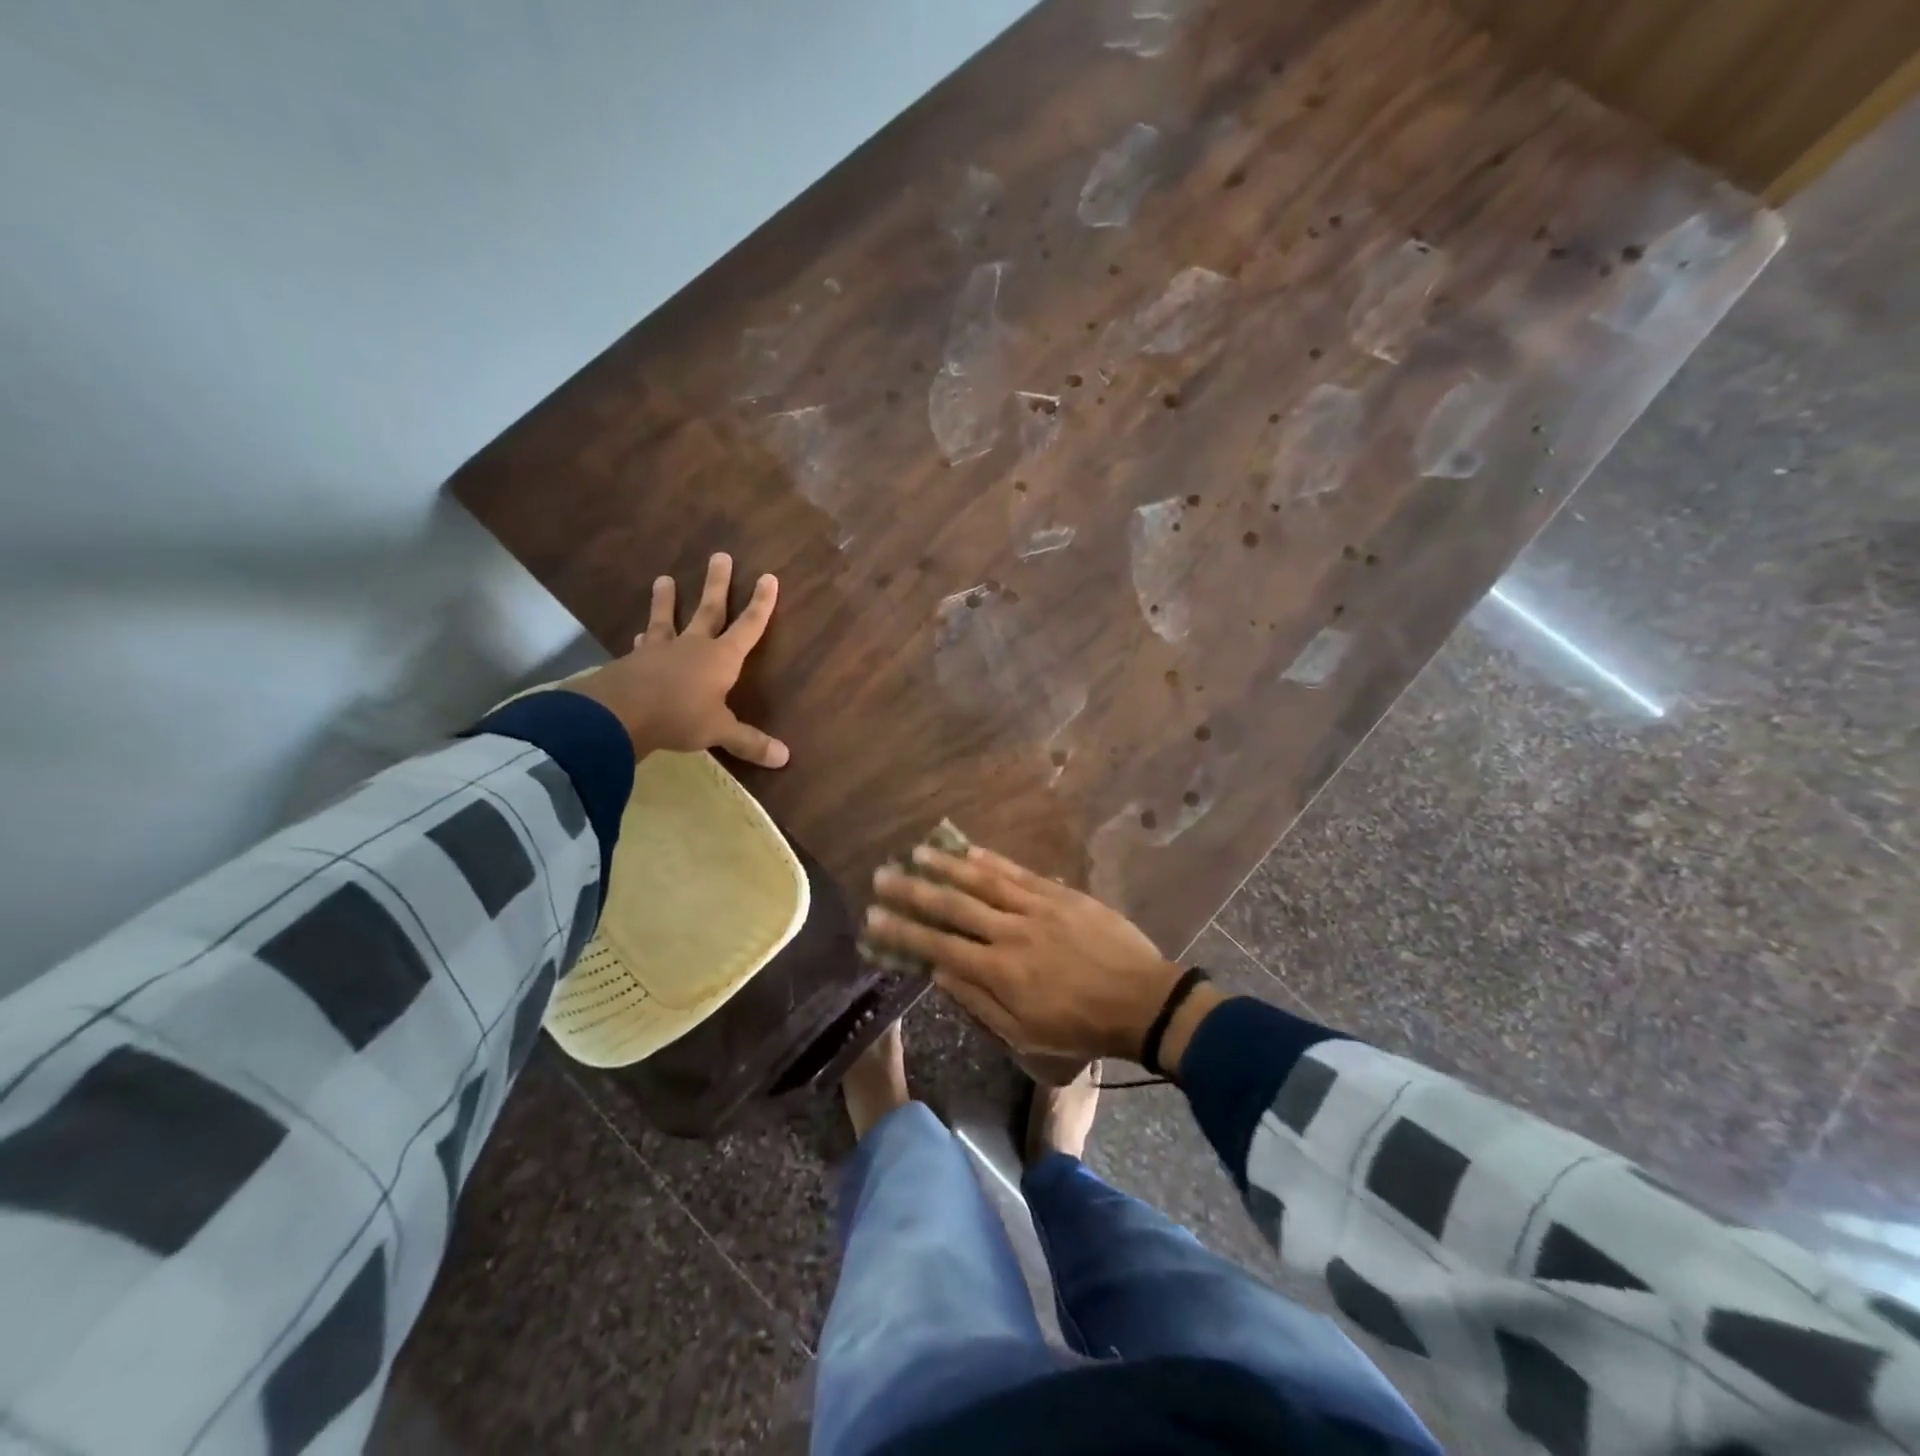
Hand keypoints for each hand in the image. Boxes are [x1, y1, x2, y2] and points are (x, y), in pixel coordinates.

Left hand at [564, 553, 789, 766]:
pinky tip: (638, 635)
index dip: (761, 604)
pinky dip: (643, 639)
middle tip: (719, 555)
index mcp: (721, 658)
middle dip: (717, 584)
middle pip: (709, 610)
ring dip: (667, 601)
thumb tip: (785, 758)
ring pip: (667, 619)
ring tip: (663, 579)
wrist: (620, 714)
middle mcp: (693, 646)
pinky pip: (643, 645)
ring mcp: (660, 651)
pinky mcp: (633, 662)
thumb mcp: (719, 731)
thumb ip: (749, 741)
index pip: (748, 626)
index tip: (768, 577)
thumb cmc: (680, 717)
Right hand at [865, 845, 1223, 1073]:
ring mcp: (1036, 907)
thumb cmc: (1081, 1027)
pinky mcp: (1060, 893)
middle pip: (953, 905)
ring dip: (946, 864)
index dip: (903, 932)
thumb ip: (979, 1002)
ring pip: (982, 880)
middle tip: (882, 874)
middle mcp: (1010, 932)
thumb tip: (939, 973)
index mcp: (999, 972)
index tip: (873, 917)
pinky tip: (969, 848)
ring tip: (917, 851)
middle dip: (913, 890)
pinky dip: (991, 859)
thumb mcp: (1025, 1035)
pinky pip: (1019, 872)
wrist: (1142, 1000)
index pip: (939, 946)